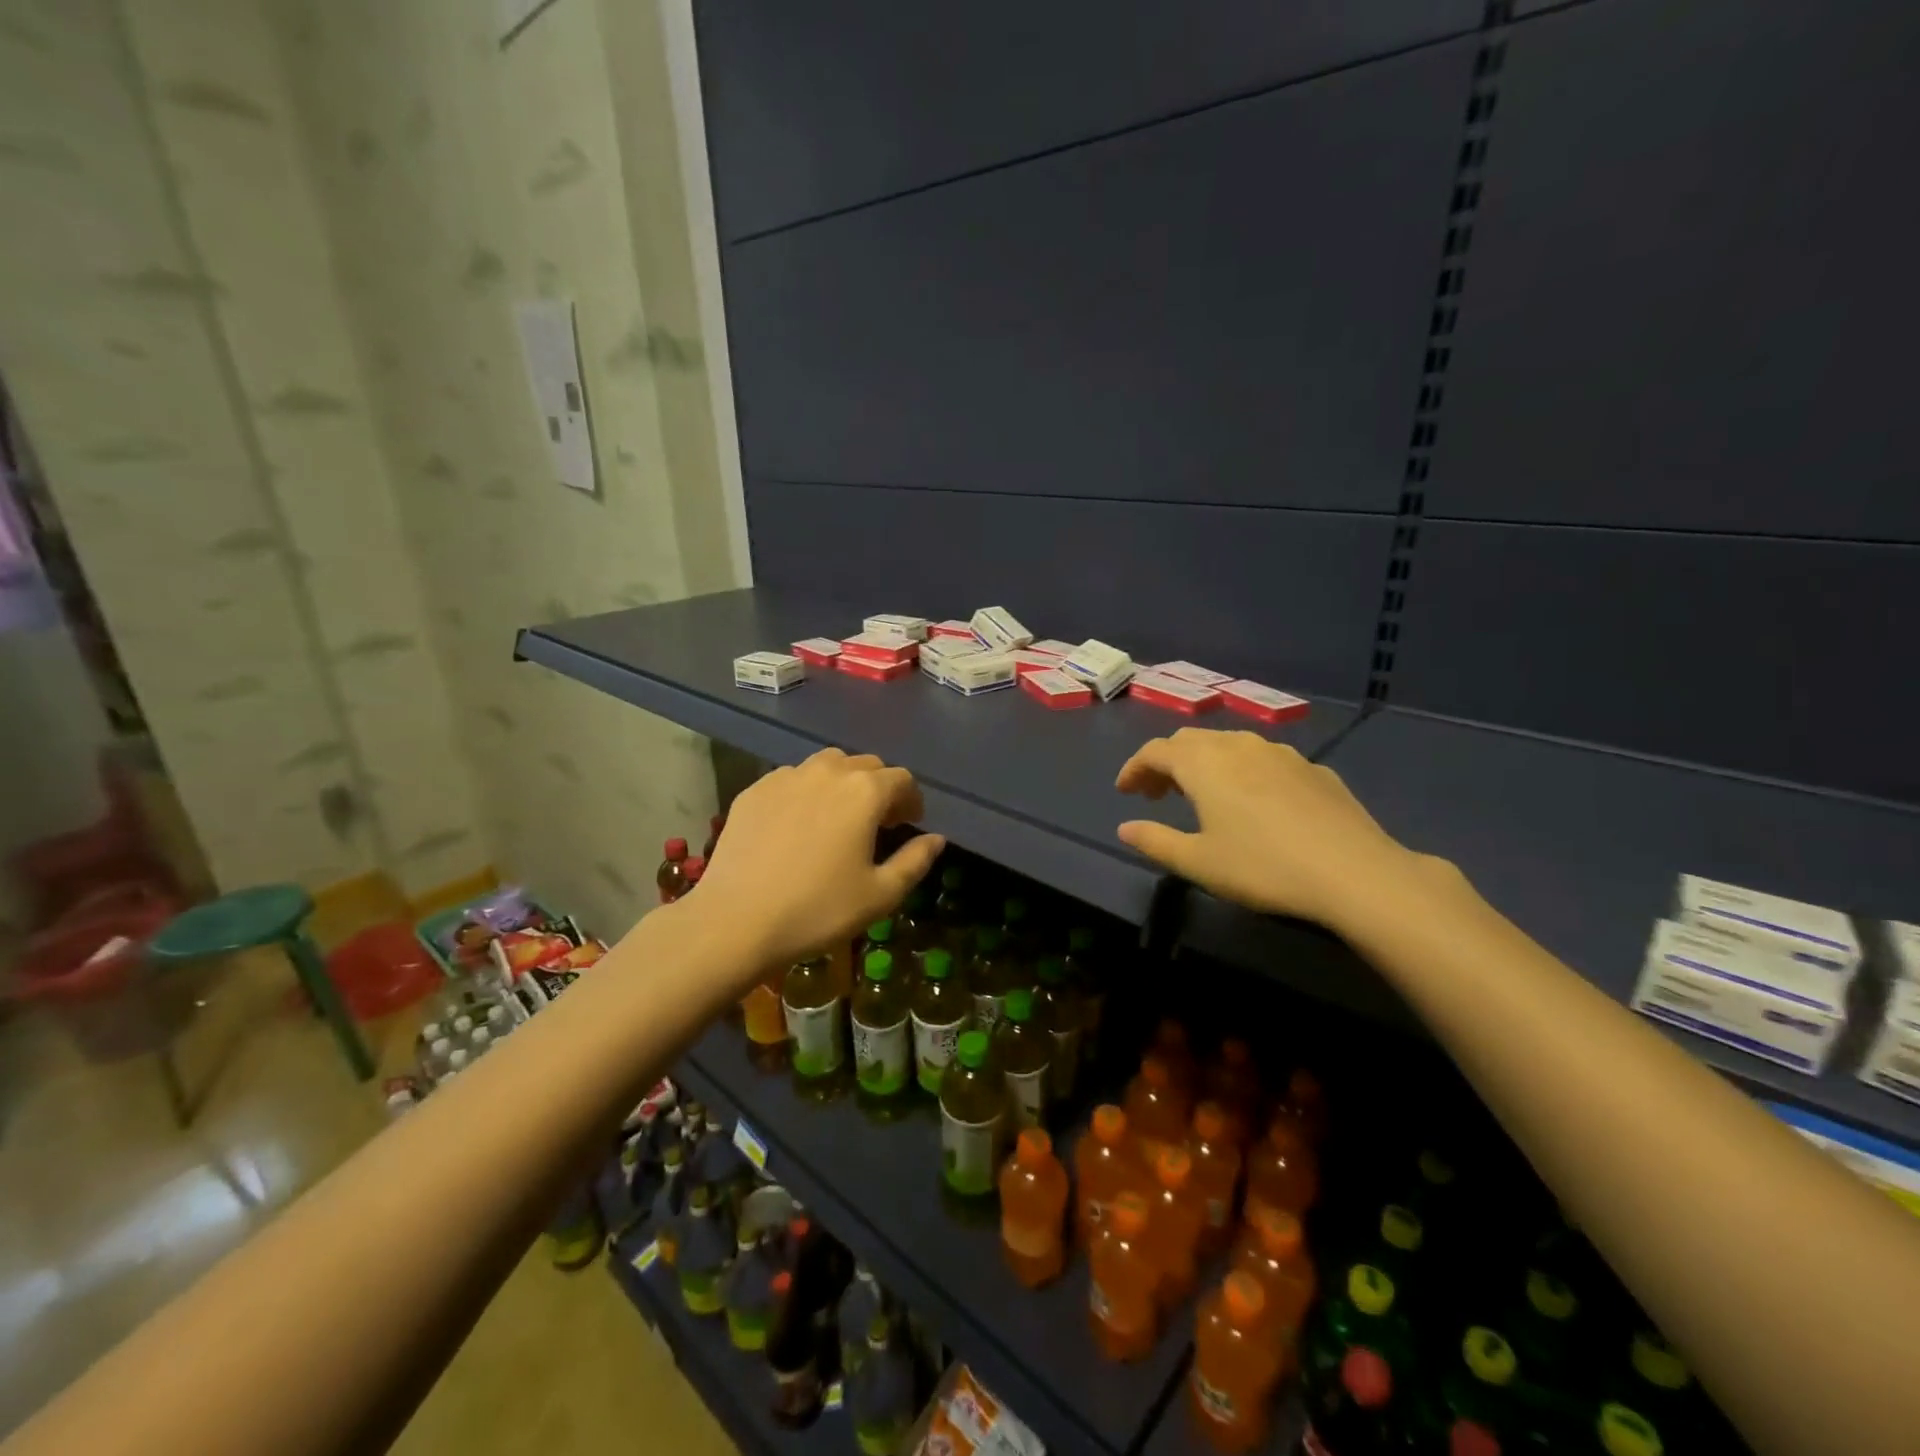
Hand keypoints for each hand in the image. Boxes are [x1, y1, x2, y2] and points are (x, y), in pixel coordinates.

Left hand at [695, 748, 944, 975]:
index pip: (902, 779)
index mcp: (865, 792)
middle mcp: (828, 771)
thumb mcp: (880, 895)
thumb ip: (915, 861)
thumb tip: (936, 839)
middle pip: (866, 765)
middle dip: (880, 788)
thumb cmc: (818, 910)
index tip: (908, 824)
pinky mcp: (755, 790)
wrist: (736, 920)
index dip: (911, 801)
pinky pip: (792, 780)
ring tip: (838, 817)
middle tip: (877, 823)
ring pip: (827, 766)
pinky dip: (806, 793)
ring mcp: (786, 776)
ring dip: (843, 784)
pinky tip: (798, 826)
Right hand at [1114, 728, 1425, 930]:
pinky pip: (1264, 759)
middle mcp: (1239, 745)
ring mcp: (1280, 753)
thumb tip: (1125, 829)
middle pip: (1190, 741)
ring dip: (1205, 763)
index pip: (1156, 751)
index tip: (1124, 792)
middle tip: (1156, 794)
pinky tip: (1254, 802)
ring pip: (1229, 744)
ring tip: (1201, 794)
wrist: (1355, 872)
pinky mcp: (1313, 769)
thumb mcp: (1198, 863)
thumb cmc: (1263, 867)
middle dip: (1166, 763)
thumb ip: (1155, 841)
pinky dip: (1242, 771)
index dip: (1134, 768)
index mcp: (1204, 763)